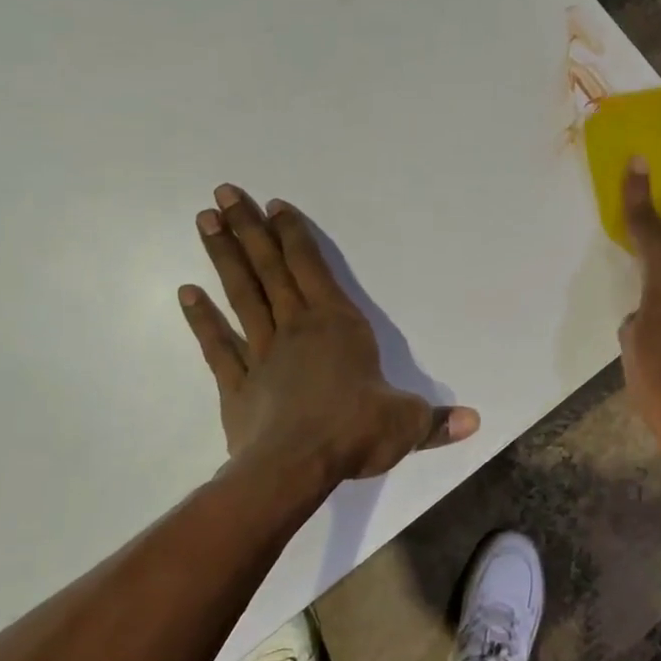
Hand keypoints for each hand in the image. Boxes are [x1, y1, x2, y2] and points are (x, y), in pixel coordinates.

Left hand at [180, 185, 478, 490]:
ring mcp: (262, 354)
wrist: (294, 468)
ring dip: (224, 258)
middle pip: (270, 269)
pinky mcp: (237, 385)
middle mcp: (297, 328)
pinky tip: (186, 292)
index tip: (272, 205)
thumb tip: (475, 422)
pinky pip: (217, 345)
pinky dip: (201, 319)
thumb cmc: (354, 431)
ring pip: (242, 295)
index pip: (312, 268)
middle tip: (224, 192)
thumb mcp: (406, 424)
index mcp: (337, 325)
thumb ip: (436, 421)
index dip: (293, 234)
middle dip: (248, 229)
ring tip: (205, 221)